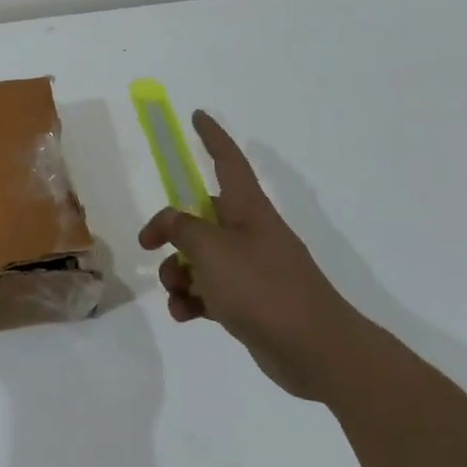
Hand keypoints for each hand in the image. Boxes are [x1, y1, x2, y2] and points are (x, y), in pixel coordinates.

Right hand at [138, 111, 364, 399]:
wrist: (315, 350)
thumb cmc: (262, 287)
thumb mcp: (210, 249)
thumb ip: (180, 228)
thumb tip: (168, 224)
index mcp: (247, 209)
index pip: (227, 160)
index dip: (212, 137)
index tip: (198, 116)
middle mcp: (249, 233)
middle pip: (200, 217)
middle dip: (171, 233)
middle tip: (151, 246)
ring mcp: (251, 269)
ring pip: (200, 258)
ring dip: (178, 273)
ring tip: (176, 294)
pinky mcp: (249, 303)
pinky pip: (209, 291)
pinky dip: (192, 300)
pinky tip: (184, 315)